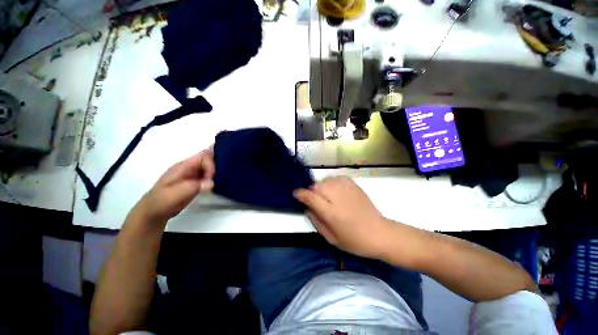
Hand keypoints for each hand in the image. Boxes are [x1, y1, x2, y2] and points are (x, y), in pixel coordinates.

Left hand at [135, 148, 214, 223]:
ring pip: (209, 167)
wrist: (153, 212)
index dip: (211, 164)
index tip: (212, 177)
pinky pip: (207, 175)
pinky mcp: (194, 182)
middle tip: (220, 178)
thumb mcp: (177, 193)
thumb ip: (195, 186)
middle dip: (216, 166)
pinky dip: (214, 178)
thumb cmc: (163, 201)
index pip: (203, 156)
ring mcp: (192, 174)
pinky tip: (217, 184)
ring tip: (222, 180)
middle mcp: (189, 168)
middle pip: (207, 159)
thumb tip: (212, 183)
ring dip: (216, 172)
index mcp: (183, 166)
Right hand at [294, 176, 391, 259]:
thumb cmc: (354, 240)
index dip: (301, 194)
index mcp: (332, 213)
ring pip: (326, 180)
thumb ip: (316, 221)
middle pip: (317, 185)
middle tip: (315, 200)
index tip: (296, 193)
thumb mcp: (331, 238)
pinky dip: (332, 182)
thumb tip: (307, 208)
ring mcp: (347, 189)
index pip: (311, 197)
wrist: (379, 233)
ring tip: (326, 196)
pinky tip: (335, 190)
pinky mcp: (354, 185)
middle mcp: (338, 197)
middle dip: (312, 191)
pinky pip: (336, 178)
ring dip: (322, 186)